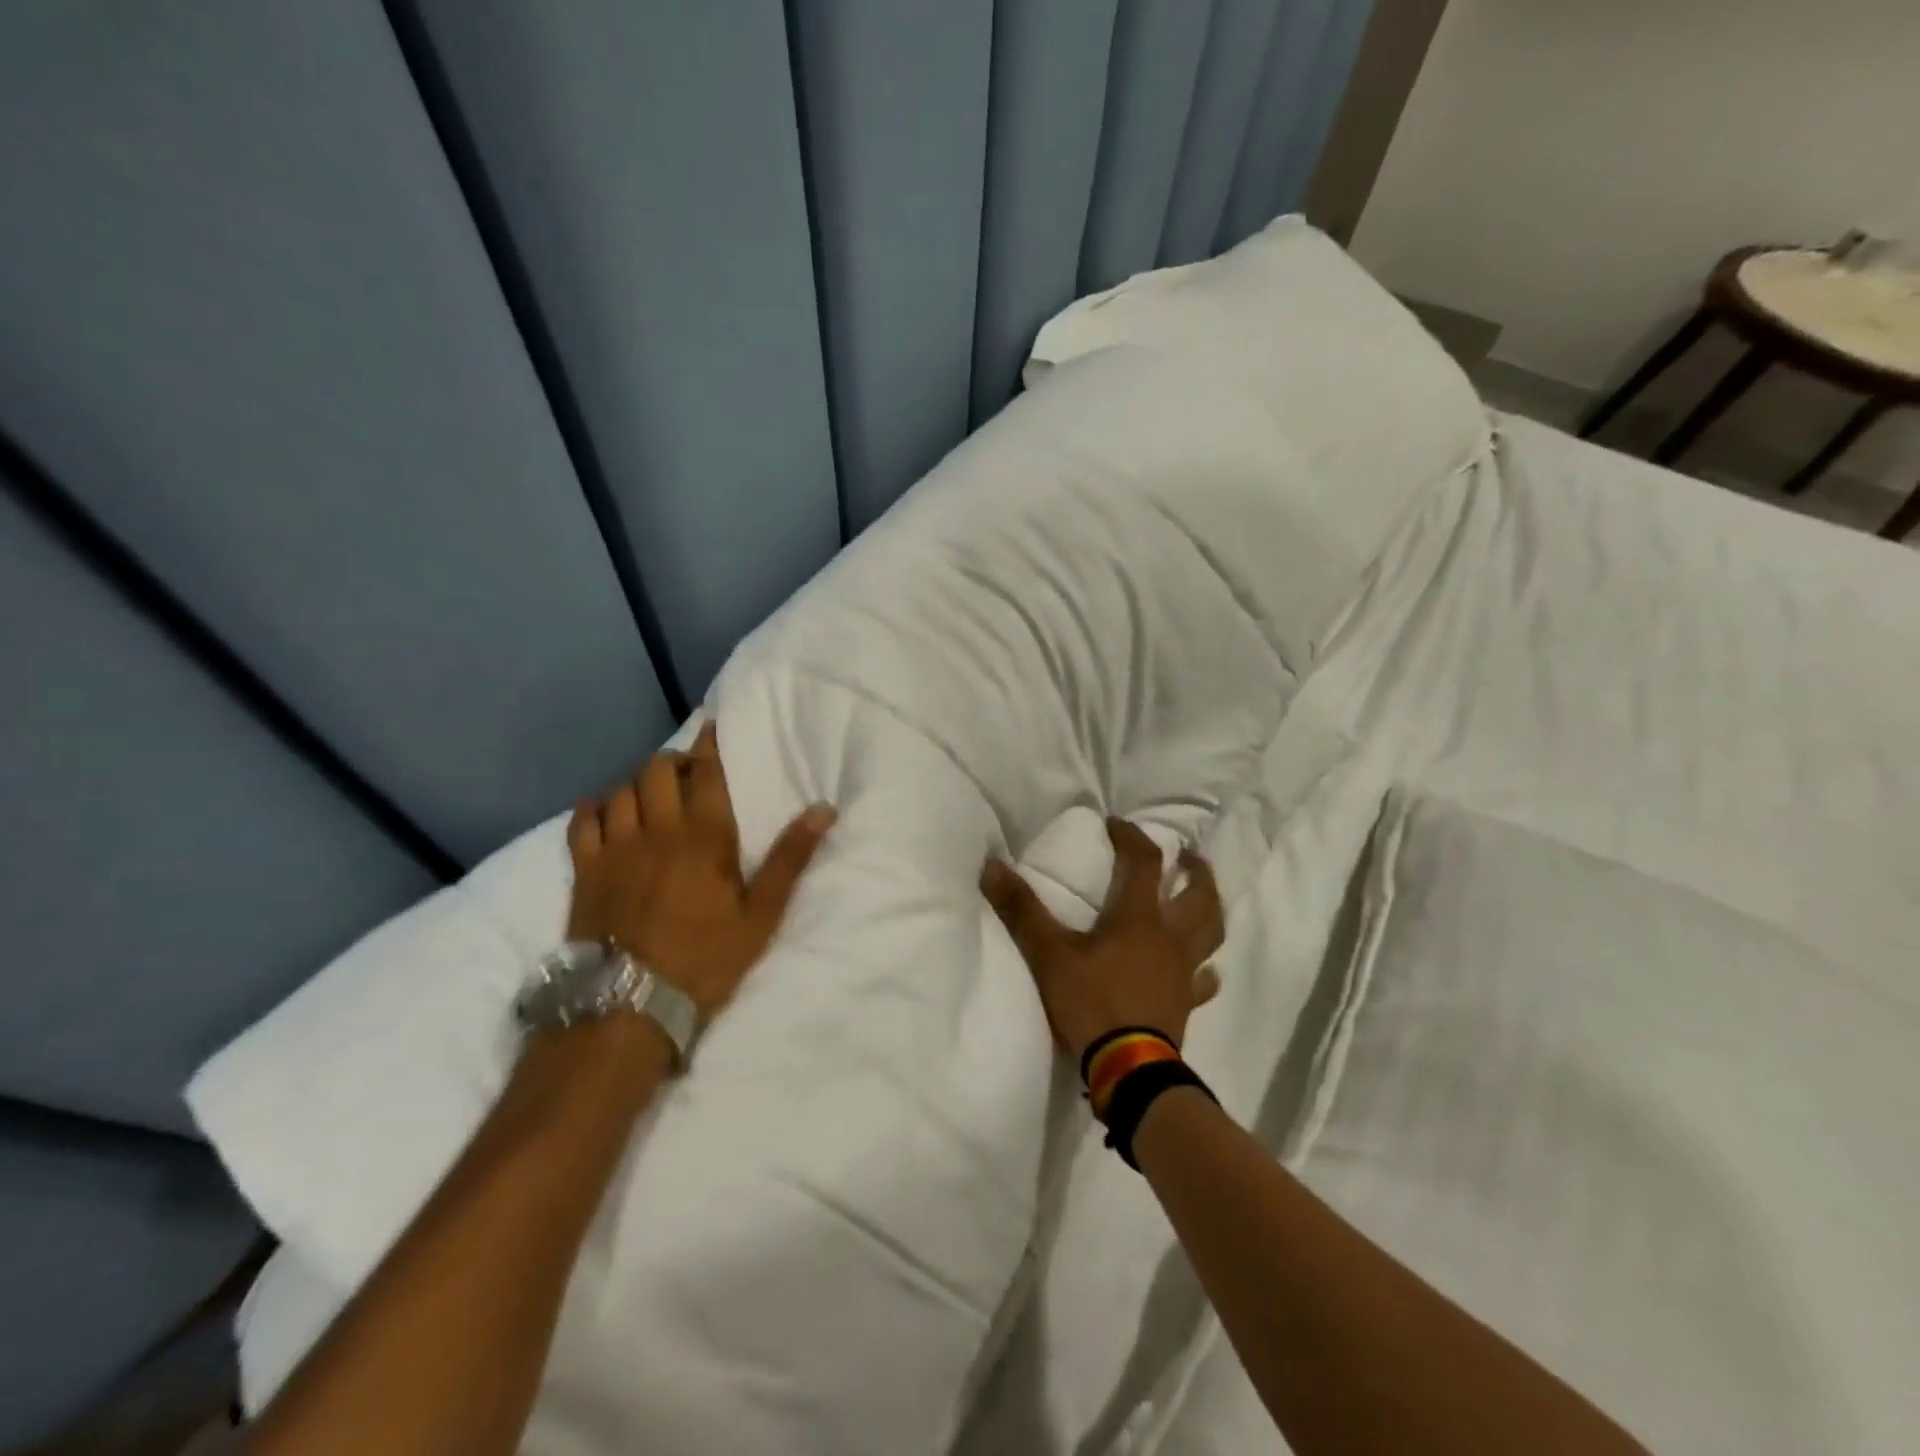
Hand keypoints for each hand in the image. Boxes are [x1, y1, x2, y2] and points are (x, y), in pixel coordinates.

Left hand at [566, 721, 835, 1022]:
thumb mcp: (762, 913)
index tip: (712, 729)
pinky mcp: (584, 869)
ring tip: (651, 795)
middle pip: (657, 770)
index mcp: (704, 835)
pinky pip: (582, 818)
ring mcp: (615, 847)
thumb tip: (824, 809)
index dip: (709, 745)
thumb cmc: (706, 958)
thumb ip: (790, 858)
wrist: (631, 1005)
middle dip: (674, 762)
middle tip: (687, 774)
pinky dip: (595, 806)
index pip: (706, 772)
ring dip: (638, 782)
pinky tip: (607, 813)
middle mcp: (657, 829)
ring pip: (621, 788)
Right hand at [980, 817, 1224, 1062]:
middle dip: (1194, 871)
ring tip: (1201, 899)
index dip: (1132, 837)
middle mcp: (1170, 938)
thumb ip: (1021, 909)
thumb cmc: (1092, 1003)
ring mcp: (1183, 973)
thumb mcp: (1049, 954)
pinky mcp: (1186, 1004)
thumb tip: (992, 866)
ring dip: (1209, 910)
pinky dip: (1204, 970)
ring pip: (1211, 933)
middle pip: (1198, 895)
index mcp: (1140, 918)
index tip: (1115, 824)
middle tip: (1188, 857)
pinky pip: (1204, 982)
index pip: (1146, 862)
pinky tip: (1202, 971)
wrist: (1129, 1069)